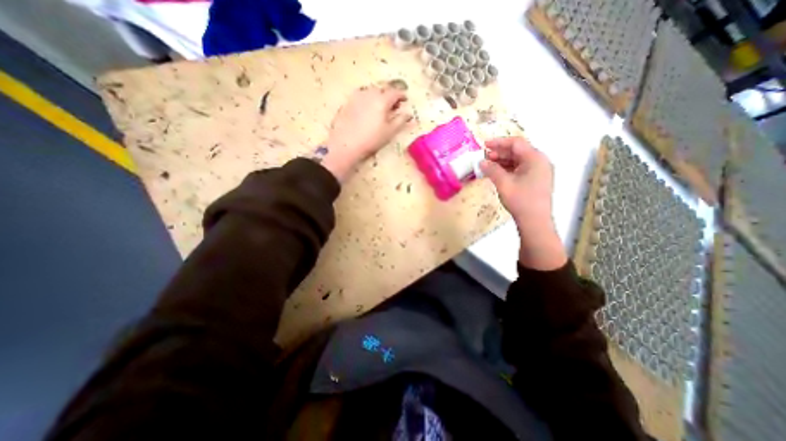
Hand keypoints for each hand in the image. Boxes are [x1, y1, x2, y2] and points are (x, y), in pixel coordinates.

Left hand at [322, 82, 413, 181]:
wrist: (345, 144)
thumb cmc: (371, 139)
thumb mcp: (389, 132)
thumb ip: (400, 120)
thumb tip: (409, 114)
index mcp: (382, 99)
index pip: (395, 92)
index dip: (402, 95)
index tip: (405, 99)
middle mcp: (369, 93)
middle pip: (382, 89)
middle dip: (390, 94)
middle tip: (393, 105)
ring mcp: (357, 96)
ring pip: (371, 91)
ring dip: (378, 96)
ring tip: (380, 107)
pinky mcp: (347, 102)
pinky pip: (361, 95)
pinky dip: (367, 99)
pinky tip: (367, 109)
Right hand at [479, 137, 564, 270]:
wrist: (535, 222)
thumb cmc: (521, 200)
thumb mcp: (504, 183)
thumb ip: (492, 170)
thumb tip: (482, 161)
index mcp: (535, 158)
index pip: (516, 143)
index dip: (499, 142)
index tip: (484, 145)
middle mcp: (540, 162)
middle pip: (518, 151)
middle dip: (500, 153)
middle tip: (485, 157)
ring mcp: (539, 171)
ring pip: (519, 160)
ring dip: (503, 161)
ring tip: (488, 166)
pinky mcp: (536, 180)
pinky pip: (521, 169)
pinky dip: (508, 169)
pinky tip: (497, 174)